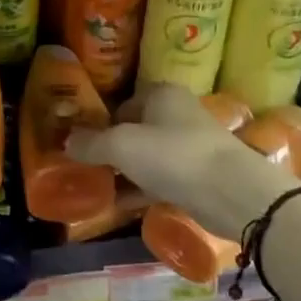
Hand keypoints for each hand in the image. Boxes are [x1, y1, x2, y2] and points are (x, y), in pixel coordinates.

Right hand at [67, 84, 300, 239]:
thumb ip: (92, 143)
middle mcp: (178, 113)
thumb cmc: (173, 155)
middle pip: (135, 129)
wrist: (233, 193)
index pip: (122, 104)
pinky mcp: (200, 176)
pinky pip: (162, 178)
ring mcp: (191, 145)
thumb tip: (67, 141)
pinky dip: (142, 189)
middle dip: (112, 150)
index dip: (101, 124)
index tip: (82, 146)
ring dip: (126, 172)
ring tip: (99, 189)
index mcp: (161, 94)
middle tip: (87, 169)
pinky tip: (122, 206)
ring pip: (149, 156)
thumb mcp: (122, 146)